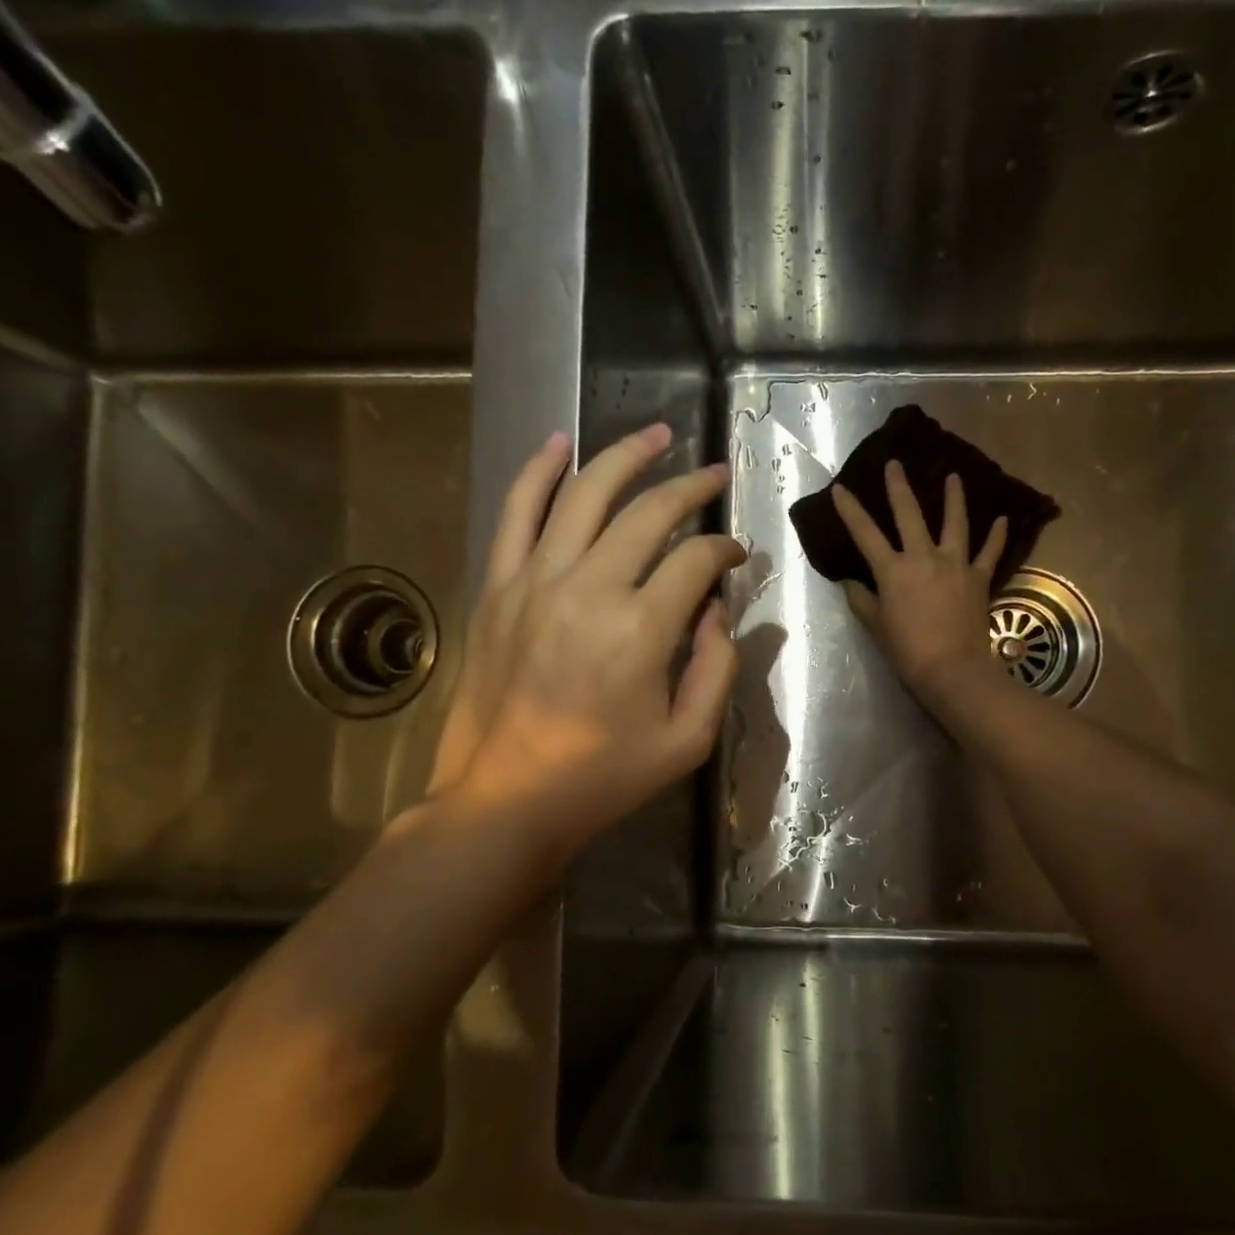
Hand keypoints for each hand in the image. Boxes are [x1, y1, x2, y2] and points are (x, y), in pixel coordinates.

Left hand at [427, 423, 745, 856]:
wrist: (505, 799)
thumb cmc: (603, 777)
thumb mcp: (687, 741)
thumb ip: (717, 669)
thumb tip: (717, 611)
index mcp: (641, 630)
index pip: (696, 560)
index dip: (725, 550)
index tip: (737, 557)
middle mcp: (589, 589)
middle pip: (649, 513)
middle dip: (691, 488)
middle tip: (714, 476)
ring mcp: (534, 581)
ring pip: (585, 495)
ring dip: (625, 457)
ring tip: (658, 435)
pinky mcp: (497, 587)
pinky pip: (516, 513)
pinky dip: (538, 472)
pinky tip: (559, 442)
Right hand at [832, 462, 1009, 698]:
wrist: (953, 669)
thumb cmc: (908, 651)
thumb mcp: (877, 627)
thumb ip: (863, 600)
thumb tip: (851, 582)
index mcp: (893, 570)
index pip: (865, 534)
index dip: (851, 510)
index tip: (840, 488)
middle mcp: (924, 557)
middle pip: (910, 514)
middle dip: (899, 487)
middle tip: (896, 463)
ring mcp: (955, 565)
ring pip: (955, 523)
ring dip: (954, 498)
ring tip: (954, 476)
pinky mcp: (979, 578)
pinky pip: (989, 553)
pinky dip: (997, 536)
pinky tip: (1003, 519)